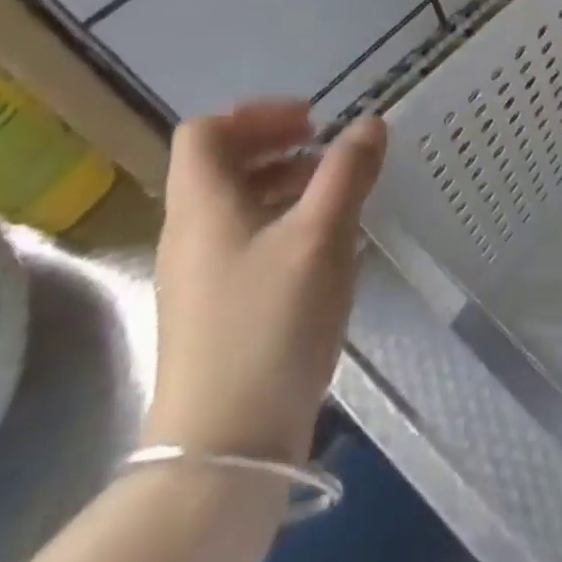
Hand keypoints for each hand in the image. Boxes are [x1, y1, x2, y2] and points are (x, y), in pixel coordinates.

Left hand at [144, 101, 385, 465]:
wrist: (225, 447)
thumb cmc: (271, 322)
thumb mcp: (321, 235)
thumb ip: (347, 171)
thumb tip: (370, 122)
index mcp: (202, 205)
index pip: (205, 132)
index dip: (257, 114)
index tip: (312, 121)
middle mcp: (191, 233)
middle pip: (222, 166)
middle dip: (279, 146)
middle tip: (330, 149)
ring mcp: (200, 276)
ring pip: (239, 205)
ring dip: (287, 184)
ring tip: (339, 194)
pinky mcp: (217, 311)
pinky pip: (248, 242)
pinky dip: (286, 224)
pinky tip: (328, 247)